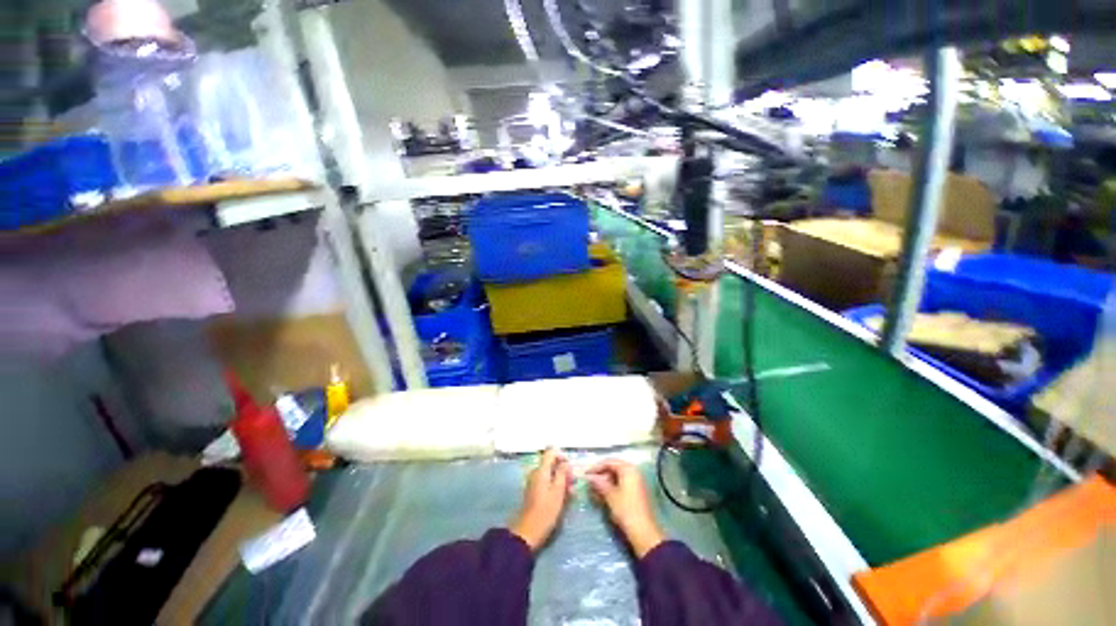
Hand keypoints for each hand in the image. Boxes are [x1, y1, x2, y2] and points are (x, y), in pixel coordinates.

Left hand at [510, 448, 572, 551]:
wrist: (528, 532)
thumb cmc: (545, 511)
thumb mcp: (558, 491)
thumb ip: (562, 473)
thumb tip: (565, 462)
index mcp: (541, 470)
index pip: (551, 452)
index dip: (562, 456)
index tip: (570, 466)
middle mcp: (536, 473)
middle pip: (551, 464)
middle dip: (564, 470)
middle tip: (574, 482)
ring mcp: (534, 482)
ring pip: (550, 474)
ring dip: (561, 480)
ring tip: (571, 493)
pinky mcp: (534, 492)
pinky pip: (547, 483)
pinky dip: (555, 487)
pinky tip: (564, 498)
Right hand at [585, 459, 665, 557]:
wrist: (644, 532)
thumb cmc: (626, 510)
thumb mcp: (610, 495)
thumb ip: (599, 483)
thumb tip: (589, 477)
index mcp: (628, 469)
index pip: (609, 462)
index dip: (596, 467)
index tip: (586, 474)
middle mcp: (634, 472)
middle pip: (614, 467)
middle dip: (601, 474)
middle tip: (590, 482)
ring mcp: (636, 482)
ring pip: (617, 476)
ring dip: (606, 481)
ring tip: (595, 489)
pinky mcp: (637, 492)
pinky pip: (622, 483)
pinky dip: (612, 487)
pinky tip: (604, 495)